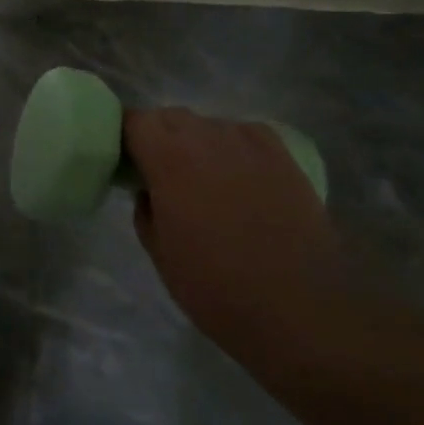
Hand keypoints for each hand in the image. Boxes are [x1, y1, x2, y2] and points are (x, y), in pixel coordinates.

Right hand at [123, 108, 339, 349]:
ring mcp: (249, 142)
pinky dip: (234, 146)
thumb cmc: (215, 287)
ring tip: (204, 179)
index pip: (134, 121)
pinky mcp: (283, 155)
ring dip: (197, 142)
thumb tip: (149, 190)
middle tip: (159, 173)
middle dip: (159, 137)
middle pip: (171, 117)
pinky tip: (240, 176)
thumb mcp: (159, 253)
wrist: (298, 308)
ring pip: (209, 124)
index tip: (125, 162)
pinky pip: (246, 134)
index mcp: (168, 158)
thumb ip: (145, 209)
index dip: (125, 137)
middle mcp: (207, 137)